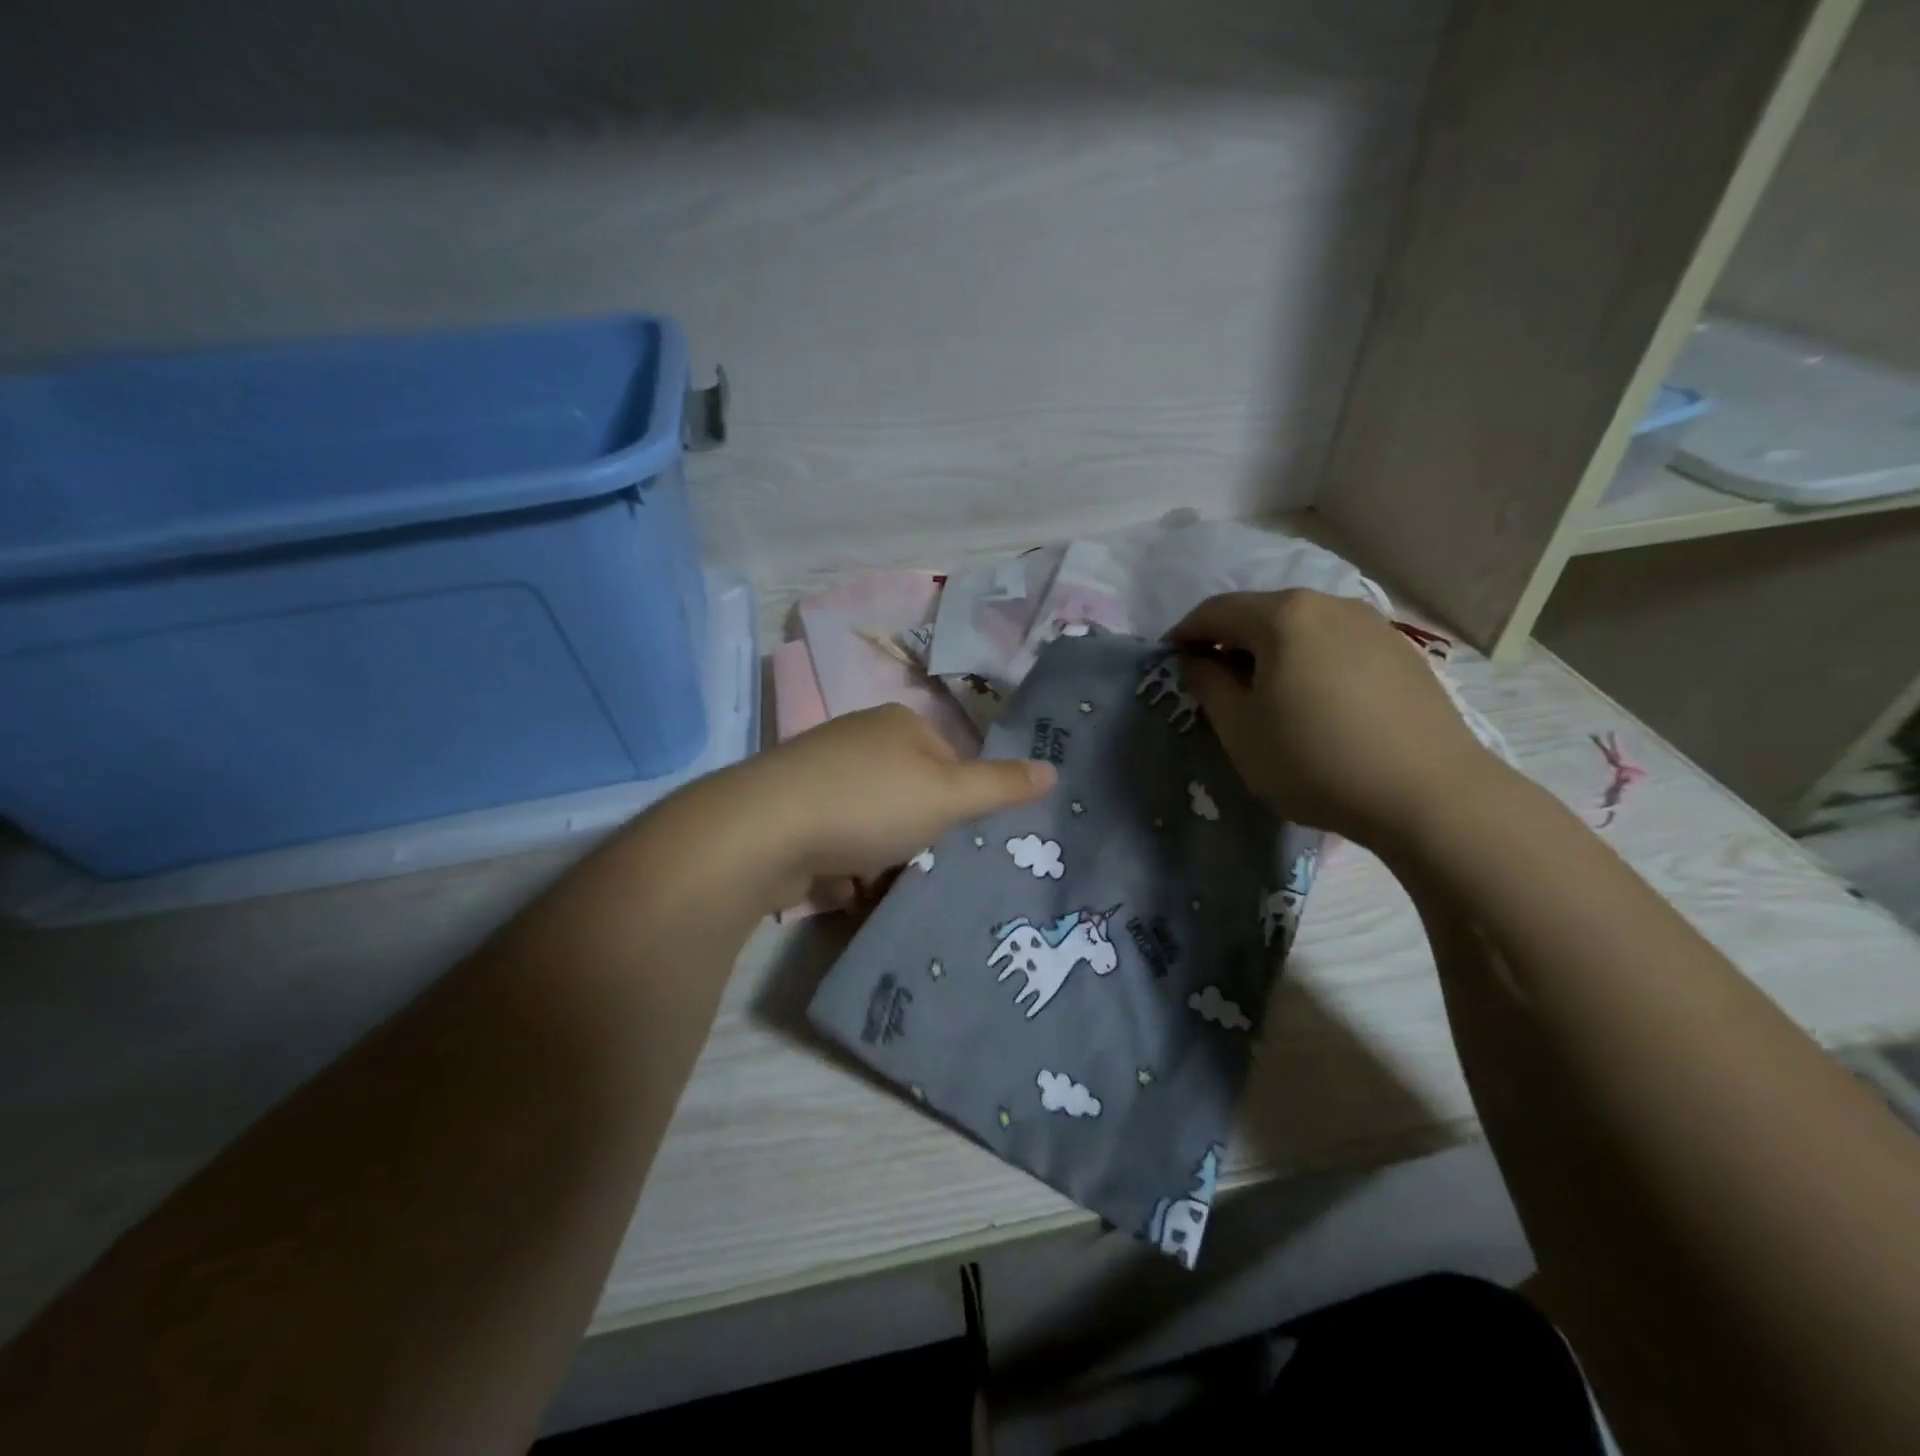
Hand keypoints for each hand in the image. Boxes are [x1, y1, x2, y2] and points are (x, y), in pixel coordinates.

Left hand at [738, 704, 1055, 907]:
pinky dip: (847, 863)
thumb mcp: (949, 795)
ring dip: (883, 853)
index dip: (959, 802)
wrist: (765, 831)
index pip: (950, 760)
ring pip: (873, 818)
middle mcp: (858, 738)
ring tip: (884, 883)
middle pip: (910, 791)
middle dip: (919, 832)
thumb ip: (1002, 785)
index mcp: (898, 723)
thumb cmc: (870, 803)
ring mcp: (820, 771)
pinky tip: (847, 887)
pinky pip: (836, 837)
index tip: (957, 839)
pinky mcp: (791, 808)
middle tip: (923, 865)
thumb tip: (1053, 768)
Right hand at [1168, 590, 1498, 848]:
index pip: (1216, 611)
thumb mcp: (1240, 730)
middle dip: (1230, 641)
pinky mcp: (1403, 652)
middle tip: (1215, 681)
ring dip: (1273, 651)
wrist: (1429, 794)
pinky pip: (1338, 644)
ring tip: (1266, 692)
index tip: (1170, 661)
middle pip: (1262, 613)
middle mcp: (1329, 604)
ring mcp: (1373, 624)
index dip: (1185, 634)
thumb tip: (1198, 660)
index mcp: (1283, 616)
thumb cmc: (1315, 760)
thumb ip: (1208, 685)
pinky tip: (1316, 700)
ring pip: (1303, 628)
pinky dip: (1312, 660)